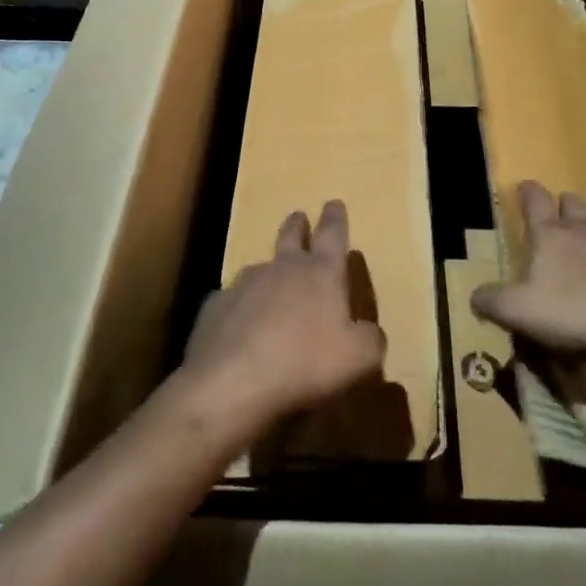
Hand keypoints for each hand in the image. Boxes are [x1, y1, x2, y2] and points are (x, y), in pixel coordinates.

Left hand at [175, 201, 386, 443]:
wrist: (232, 383)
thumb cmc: (305, 364)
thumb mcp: (359, 359)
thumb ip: (370, 340)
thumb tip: (369, 333)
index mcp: (320, 273)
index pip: (332, 234)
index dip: (335, 218)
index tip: (333, 202)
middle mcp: (282, 268)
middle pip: (290, 236)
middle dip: (297, 225)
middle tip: (298, 216)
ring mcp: (243, 284)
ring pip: (259, 269)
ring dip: (268, 273)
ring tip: (270, 288)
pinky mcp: (215, 308)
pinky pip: (231, 302)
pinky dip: (239, 309)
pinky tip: (239, 330)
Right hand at [471, 180, 585, 355]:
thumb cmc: (570, 310)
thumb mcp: (517, 311)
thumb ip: (492, 301)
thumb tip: (474, 296)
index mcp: (551, 235)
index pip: (535, 201)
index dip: (528, 192)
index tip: (524, 185)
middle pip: (575, 206)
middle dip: (566, 205)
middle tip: (561, 212)